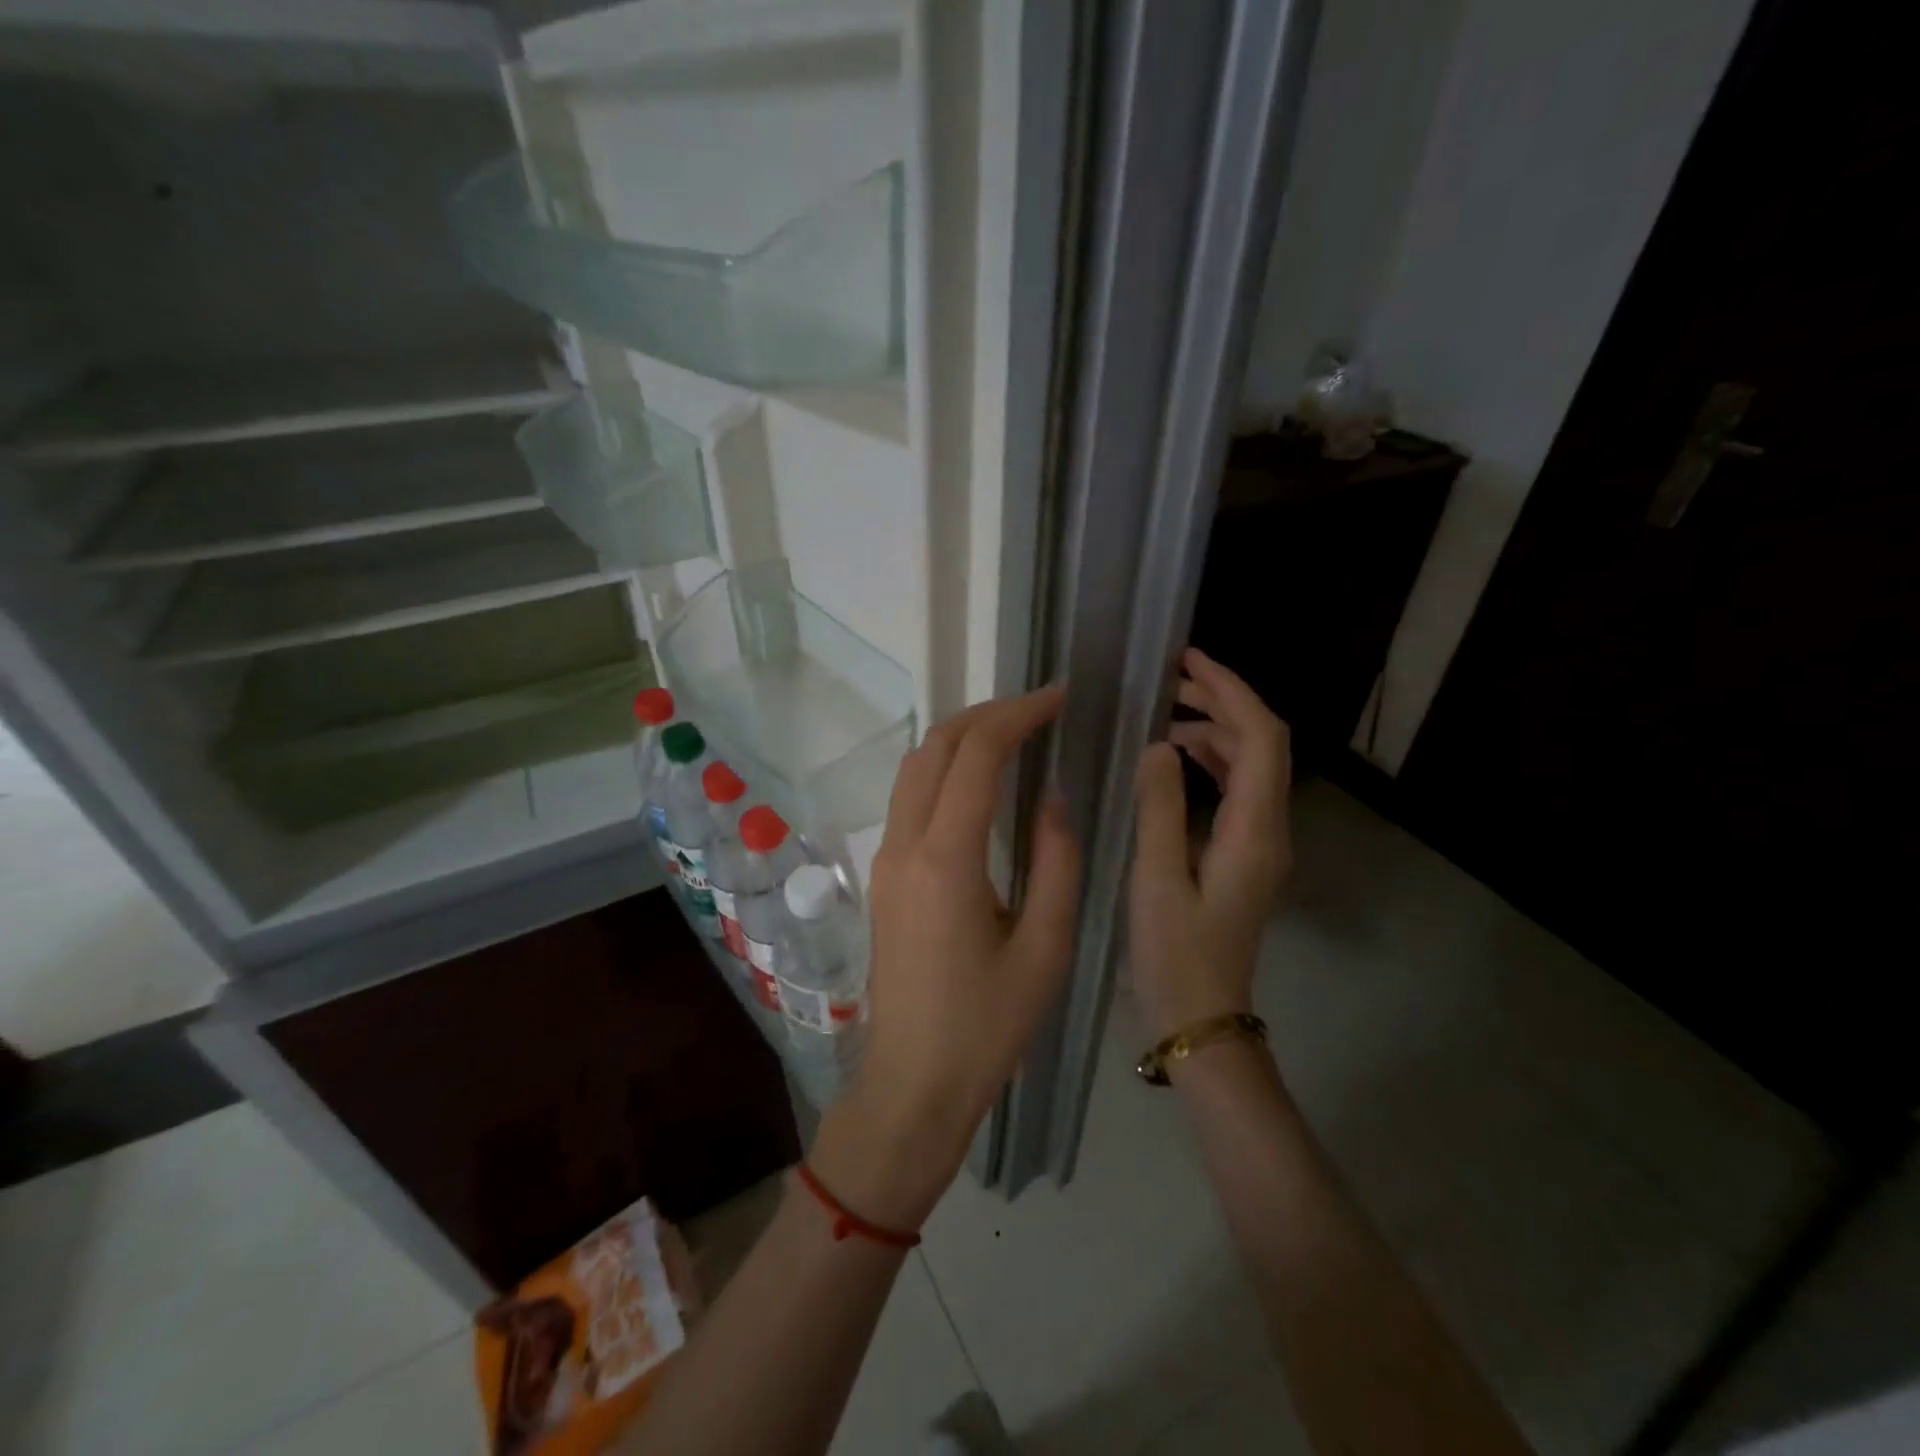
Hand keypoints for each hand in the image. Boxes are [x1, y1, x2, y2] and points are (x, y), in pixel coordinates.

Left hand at [815, 686, 1080, 1225]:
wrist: (914, 1082)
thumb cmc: (988, 1026)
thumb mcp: (1046, 948)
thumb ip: (1057, 863)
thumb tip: (1053, 798)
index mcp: (946, 859)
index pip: (977, 755)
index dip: (1019, 714)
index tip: (1059, 697)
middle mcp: (905, 845)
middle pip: (936, 746)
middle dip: (988, 713)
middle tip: (1040, 709)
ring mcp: (886, 858)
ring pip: (915, 766)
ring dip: (961, 736)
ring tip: (1014, 733)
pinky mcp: (884, 875)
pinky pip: (910, 797)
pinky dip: (944, 768)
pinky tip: (980, 780)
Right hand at [1130, 649, 1291, 1040]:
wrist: (1202, 1020)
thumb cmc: (1175, 956)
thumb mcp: (1156, 880)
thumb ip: (1158, 807)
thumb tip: (1159, 744)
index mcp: (1254, 832)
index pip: (1261, 738)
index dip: (1231, 690)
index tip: (1188, 661)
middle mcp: (1270, 830)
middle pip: (1263, 744)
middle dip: (1222, 701)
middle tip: (1169, 681)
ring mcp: (1261, 844)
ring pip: (1251, 765)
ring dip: (1216, 730)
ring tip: (1166, 713)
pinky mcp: (1245, 856)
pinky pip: (1237, 790)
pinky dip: (1212, 761)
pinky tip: (1176, 758)